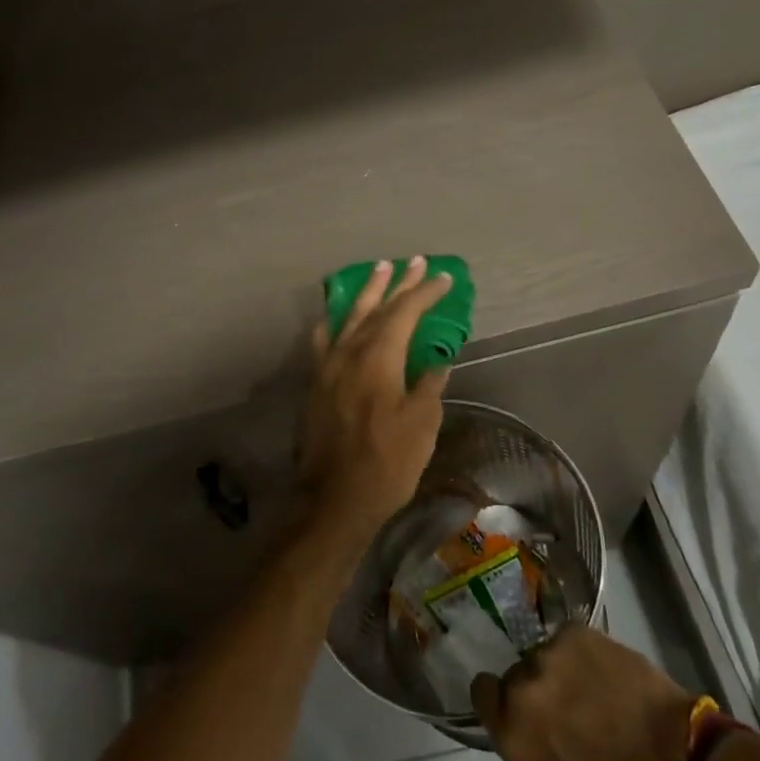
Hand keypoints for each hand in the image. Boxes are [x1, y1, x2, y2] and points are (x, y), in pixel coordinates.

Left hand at [298, 256, 453, 553]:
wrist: (334, 499)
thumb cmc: (386, 463)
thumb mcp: (421, 424)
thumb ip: (428, 385)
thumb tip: (434, 360)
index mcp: (378, 357)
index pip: (405, 313)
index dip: (425, 293)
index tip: (443, 278)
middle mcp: (349, 352)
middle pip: (376, 308)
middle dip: (397, 283)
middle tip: (413, 262)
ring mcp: (328, 366)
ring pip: (349, 318)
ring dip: (367, 293)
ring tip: (379, 270)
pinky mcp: (316, 384)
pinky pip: (324, 341)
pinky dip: (334, 323)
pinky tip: (335, 317)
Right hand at [471, 626, 696, 760]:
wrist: (675, 748)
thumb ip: (532, 741)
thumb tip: (528, 718)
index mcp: (513, 731)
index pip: (481, 693)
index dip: (497, 698)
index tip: (517, 704)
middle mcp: (520, 686)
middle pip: (515, 675)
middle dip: (535, 687)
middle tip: (567, 702)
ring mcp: (546, 653)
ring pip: (543, 656)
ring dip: (559, 669)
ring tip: (592, 686)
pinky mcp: (572, 631)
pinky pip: (566, 640)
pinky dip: (579, 653)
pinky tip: (603, 669)